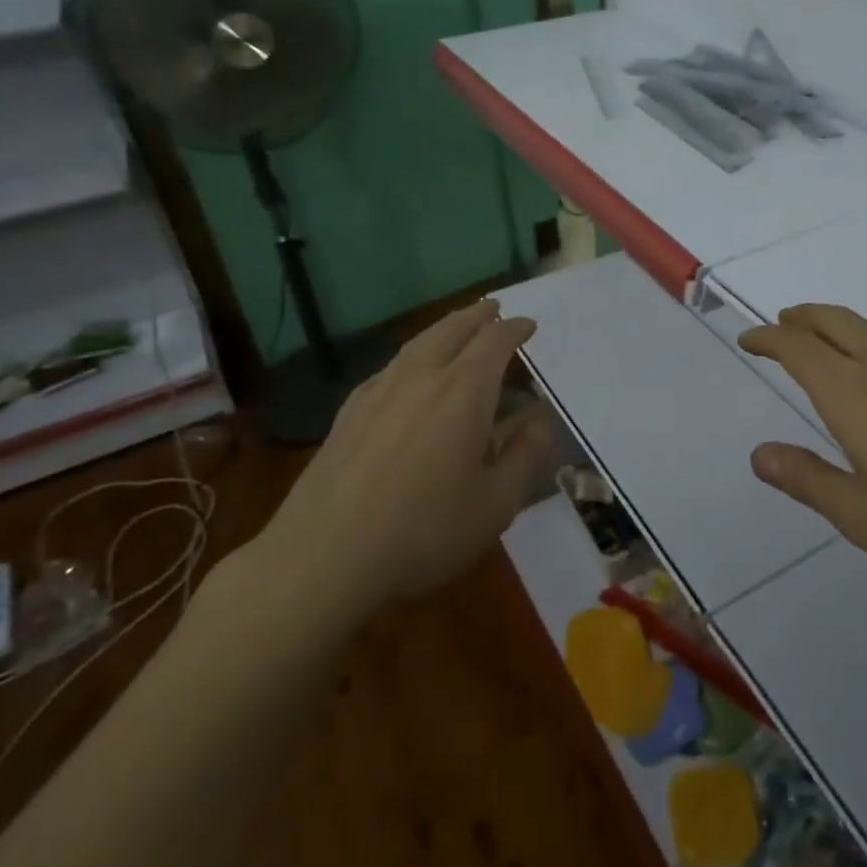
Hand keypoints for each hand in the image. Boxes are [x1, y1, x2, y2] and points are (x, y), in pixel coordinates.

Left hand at [255, 300, 557, 619]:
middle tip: (494, 310)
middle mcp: (421, 377)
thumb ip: (525, 456)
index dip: (515, 330)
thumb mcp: (496, 504)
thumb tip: (542, 421)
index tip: (529, 327)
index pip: (495, 342)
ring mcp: (378, 391)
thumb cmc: (424, 530)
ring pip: (417, 343)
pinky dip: (412, 356)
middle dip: (478, 315)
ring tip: (456, 330)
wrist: (324, 556)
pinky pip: (390, 368)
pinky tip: (408, 375)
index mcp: (464, 391)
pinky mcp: (348, 412)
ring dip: (444, 329)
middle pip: (453, 329)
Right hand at [738, 305, 866, 591]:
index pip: (798, 348)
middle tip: (780, 325)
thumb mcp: (862, 515)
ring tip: (823, 339)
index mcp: (853, 394)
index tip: (749, 340)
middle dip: (801, 318)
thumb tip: (759, 454)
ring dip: (836, 324)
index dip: (768, 338)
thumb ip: (807, 480)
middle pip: (834, 320)